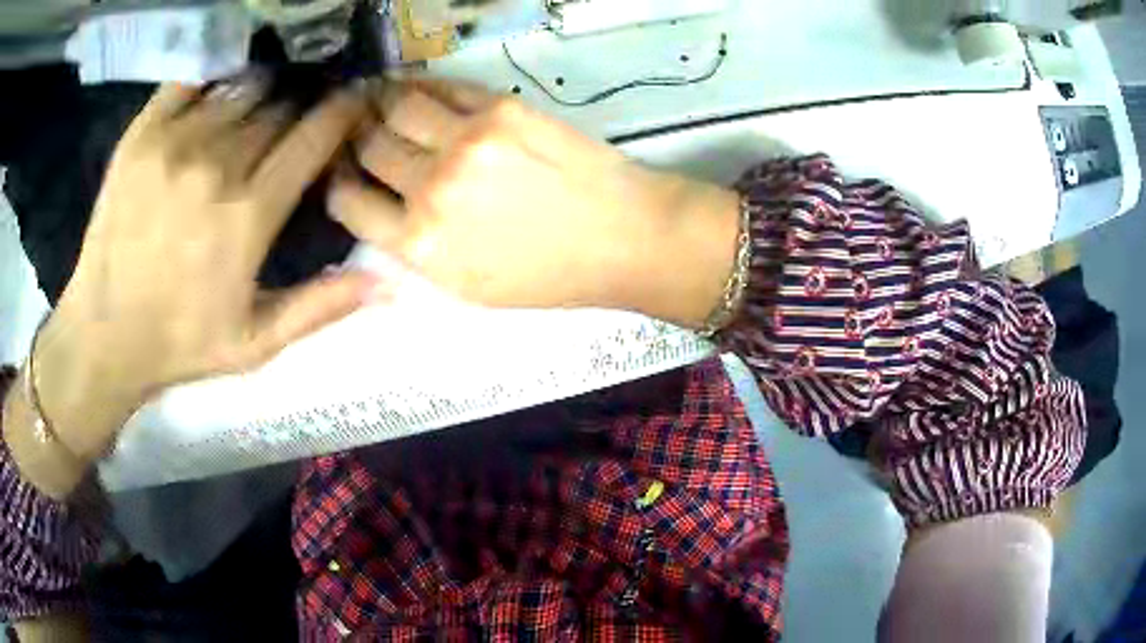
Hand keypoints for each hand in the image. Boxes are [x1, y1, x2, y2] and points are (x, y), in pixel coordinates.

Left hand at [33, 79, 376, 461]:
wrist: (104, 334)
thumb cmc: (180, 342)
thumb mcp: (256, 343)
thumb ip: (320, 306)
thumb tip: (390, 281)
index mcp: (249, 215)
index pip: (315, 134)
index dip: (343, 109)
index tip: (354, 99)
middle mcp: (216, 166)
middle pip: (279, 106)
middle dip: (298, 107)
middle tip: (295, 119)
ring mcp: (174, 143)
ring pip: (242, 88)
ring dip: (260, 94)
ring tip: (258, 108)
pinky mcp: (141, 134)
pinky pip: (193, 81)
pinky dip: (214, 80)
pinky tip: (217, 96)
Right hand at [327, 79, 739, 323]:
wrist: (623, 239)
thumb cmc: (549, 276)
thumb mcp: (468, 288)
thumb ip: (415, 251)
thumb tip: (378, 212)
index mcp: (419, 245)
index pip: (348, 202)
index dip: (338, 184)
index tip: (342, 172)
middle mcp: (430, 188)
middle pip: (368, 147)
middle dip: (356, 139)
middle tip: (357, 128)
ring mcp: (464, 141)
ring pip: (397, 106)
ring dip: (381, 102)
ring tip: (378, 98)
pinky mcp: (499, 108)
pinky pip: (442, 86)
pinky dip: (420, 85)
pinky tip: (414, 88)